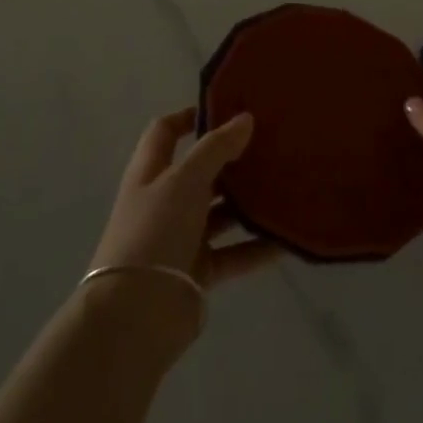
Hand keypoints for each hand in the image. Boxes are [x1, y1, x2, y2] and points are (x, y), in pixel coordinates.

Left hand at [89, 108, 277, 297]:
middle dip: (231, 161)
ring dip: (248, 204)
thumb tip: (244, 118)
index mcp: (150, 173)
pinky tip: (286, 240)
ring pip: (220, 214)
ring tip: (286, 188)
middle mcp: (163, 202)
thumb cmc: (155, 232)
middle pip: (199, 173)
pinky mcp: (198, 271)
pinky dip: (257, 248)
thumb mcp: (184, 181)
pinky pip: (233, 253)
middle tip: (271, 146)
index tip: (228, 108)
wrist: (135, 314)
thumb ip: (215, 149)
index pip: (165, 132)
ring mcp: (180, 238)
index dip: (190, 116)